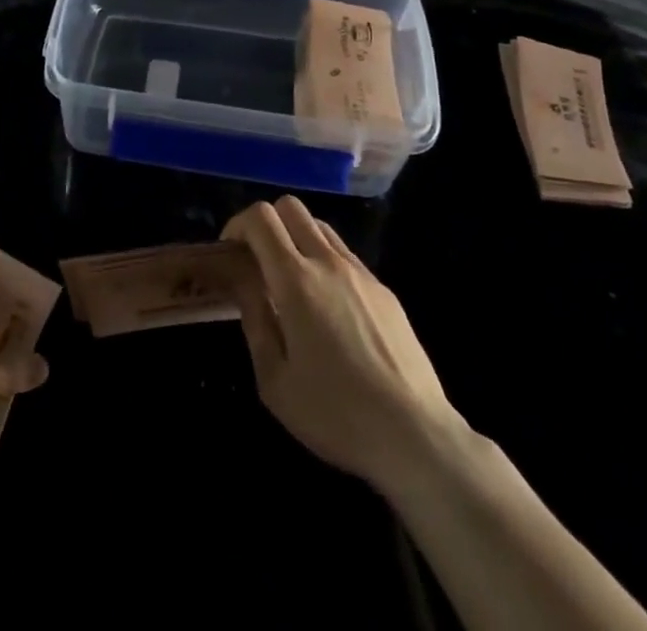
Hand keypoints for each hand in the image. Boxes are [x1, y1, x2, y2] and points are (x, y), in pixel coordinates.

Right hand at [223, 197, 458, 489]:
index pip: (262, 218)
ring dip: (297, 238)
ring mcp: (361, 274)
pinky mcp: (385, 291)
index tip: (230, 253)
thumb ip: (254, 320)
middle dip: (267, 223)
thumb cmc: (335, 414)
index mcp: (296, 281)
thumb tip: (243, 281)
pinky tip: (328, 307)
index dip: (238, 224)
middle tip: (258, 260)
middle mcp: (329, 263)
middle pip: (291, 208)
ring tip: (291, 282)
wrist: (416, 437)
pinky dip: (324, 262)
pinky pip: (345, 255)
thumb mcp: (274, 380)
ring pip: (320, 226)